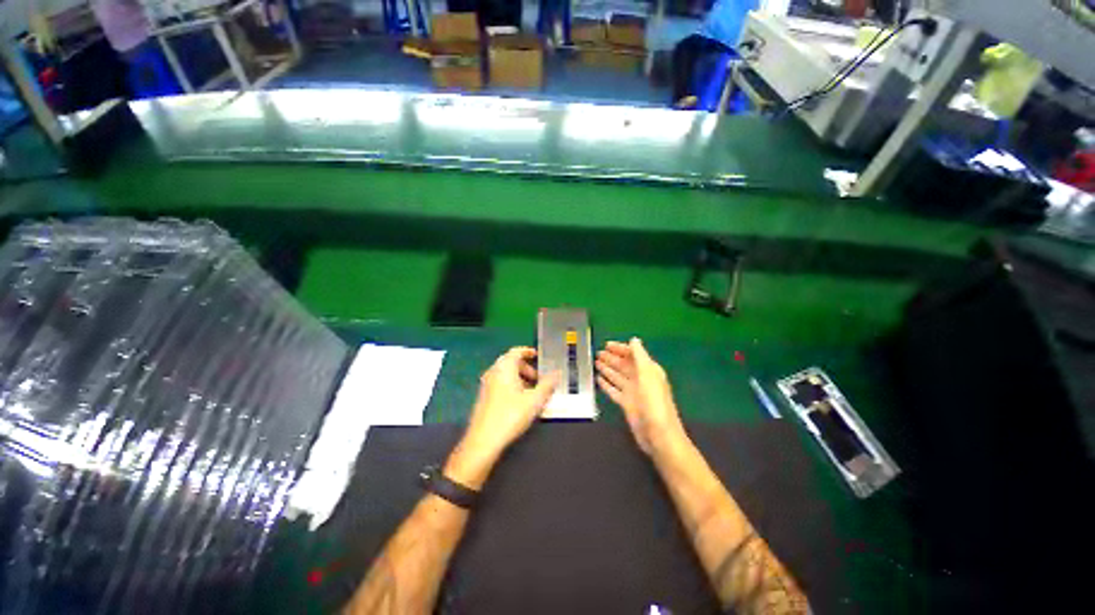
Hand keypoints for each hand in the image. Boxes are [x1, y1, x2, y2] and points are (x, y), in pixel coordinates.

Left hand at [447, 348, 560, 487]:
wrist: (483, 440)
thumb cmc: (510, 416)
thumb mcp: (534, 400)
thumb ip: (547, 385)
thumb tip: (558, 373)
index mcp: (504, 368)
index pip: (516, 351)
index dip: (527, 351)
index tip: (537, 355)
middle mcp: (493, 372)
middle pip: (510, 362)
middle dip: (525, 367)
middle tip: (538, 378)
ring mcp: (486, 385)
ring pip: (505, 374)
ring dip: (519, 377)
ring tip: (531, 392)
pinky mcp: (483, 397)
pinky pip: (499, 383)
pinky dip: (511, 385)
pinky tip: (518, 401)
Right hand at [596, 338, 685, 454]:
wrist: (658, 434)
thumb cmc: (654, 401)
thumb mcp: (648, 374)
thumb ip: (640, 356)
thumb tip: (634, 339)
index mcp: (648, 370)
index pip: (633, 354)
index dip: (620, 348)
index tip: (606, 344)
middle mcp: (640, 379)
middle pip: (623, 365)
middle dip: (611, 358)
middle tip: (597, 353)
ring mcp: (633, 392)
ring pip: (617, 376)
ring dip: (607, 369)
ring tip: (595, 362)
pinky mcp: (626, 404)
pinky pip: (614, 391)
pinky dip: (606, 385)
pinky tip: (598, 379)